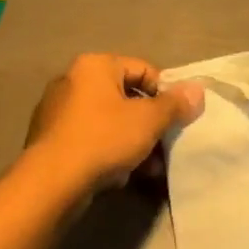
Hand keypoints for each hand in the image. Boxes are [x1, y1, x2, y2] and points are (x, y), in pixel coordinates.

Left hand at [24, 54, 204, 195]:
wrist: (52, 182)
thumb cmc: (104, 139)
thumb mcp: (149, 120)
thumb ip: (175, 104)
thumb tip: (197, 90)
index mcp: (94, 66)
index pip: (142, 69)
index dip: (165, 93)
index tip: (177, 118)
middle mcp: (72, 81)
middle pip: (125, 97)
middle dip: (149, 124)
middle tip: (165, 146)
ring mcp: (58, 111)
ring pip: (108, 122)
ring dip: (133, 142)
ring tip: (150, 168)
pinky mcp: (50, 140)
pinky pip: (90, 139)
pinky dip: (109, 152)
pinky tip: (122, 175)